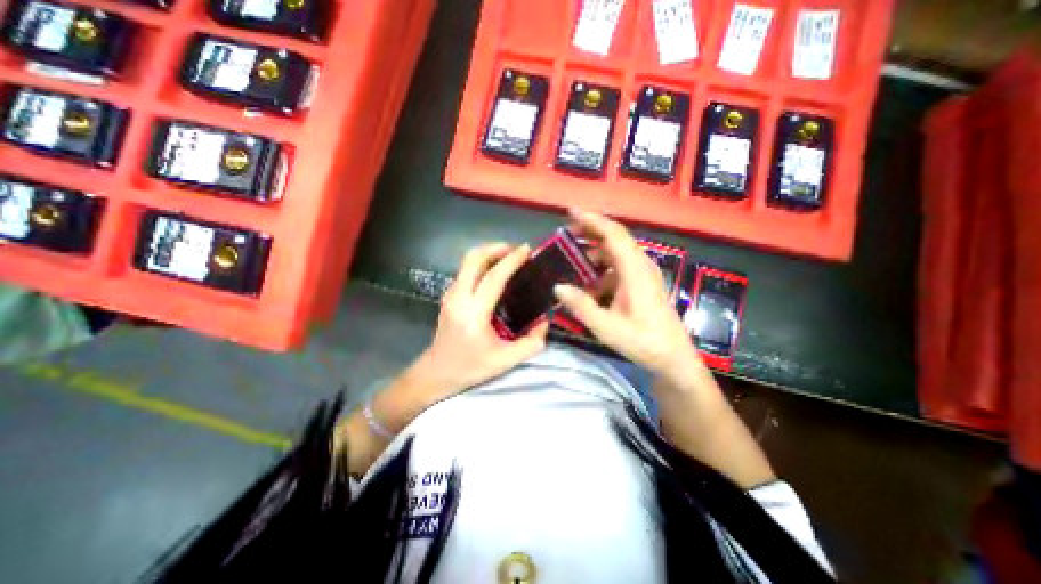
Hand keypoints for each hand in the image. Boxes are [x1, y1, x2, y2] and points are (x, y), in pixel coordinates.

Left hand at [409, 239, 547, 399]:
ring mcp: (451, 294)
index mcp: (474, 313)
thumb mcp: (506, 361)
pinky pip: (466, 270)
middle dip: (496, 247)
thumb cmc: (470, 367)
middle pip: (473, 258)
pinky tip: (494, 272)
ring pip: (467, 262)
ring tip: (508, 258)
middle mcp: (459, 297)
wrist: (437, 372)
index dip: (511, 261)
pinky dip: (481, 263)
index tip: (527, 250)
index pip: (493, 277)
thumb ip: (531, 343)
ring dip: (488, 253)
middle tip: (516, 250)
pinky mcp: (449, 295)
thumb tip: (545, 321)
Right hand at [553, 208, 699, 374]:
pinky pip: (620, 265)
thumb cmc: (642, 341)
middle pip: (615, 237)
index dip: (592, 220)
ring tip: (573, 258)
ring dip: (595, 250)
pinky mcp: (643, 282)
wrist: (672, 357)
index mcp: (634, 270)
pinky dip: (602, 267)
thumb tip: (558, 287)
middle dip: (591, 230)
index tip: (571, 213)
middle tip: (567, 232)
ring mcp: (643, 273)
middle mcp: (641, 265)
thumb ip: (580, 305)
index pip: (612, 234)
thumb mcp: (605, 327)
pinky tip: (589, 281)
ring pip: (617, 251)